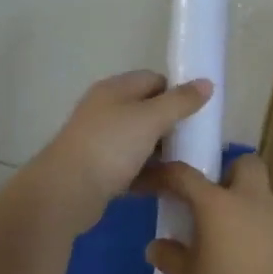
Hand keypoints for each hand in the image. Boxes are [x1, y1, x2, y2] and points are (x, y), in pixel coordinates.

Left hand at [32, 71, 211, 228]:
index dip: (177, 93)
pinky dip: (148, 173)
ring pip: (140, 141)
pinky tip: (167, 185)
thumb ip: (181, 101)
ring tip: (186, 165)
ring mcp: (100, 141)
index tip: (197, 113)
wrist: (65, 193)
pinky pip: (131, 166)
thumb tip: (207, 83)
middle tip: (194, 141)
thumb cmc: (110, 146)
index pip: (154, 80)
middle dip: (172, 125)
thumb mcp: (151, 118)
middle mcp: (105, 110)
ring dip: (161, 152)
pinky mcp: (98, 170)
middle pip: (147, 111)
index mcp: (115, 89)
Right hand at [143, 154, 272, 273]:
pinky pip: (269, 218)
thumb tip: (156, 246)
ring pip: (258, 191)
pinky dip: (255, 226)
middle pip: (243, 163)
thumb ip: (172, 258)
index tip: (147, 184)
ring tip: (222, 237)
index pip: (184, 175)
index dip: (161, 175)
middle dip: (225, 172)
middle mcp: (250, 198)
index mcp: (218, 203)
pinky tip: (245, 256)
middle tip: (207, 201)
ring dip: (240, 203)